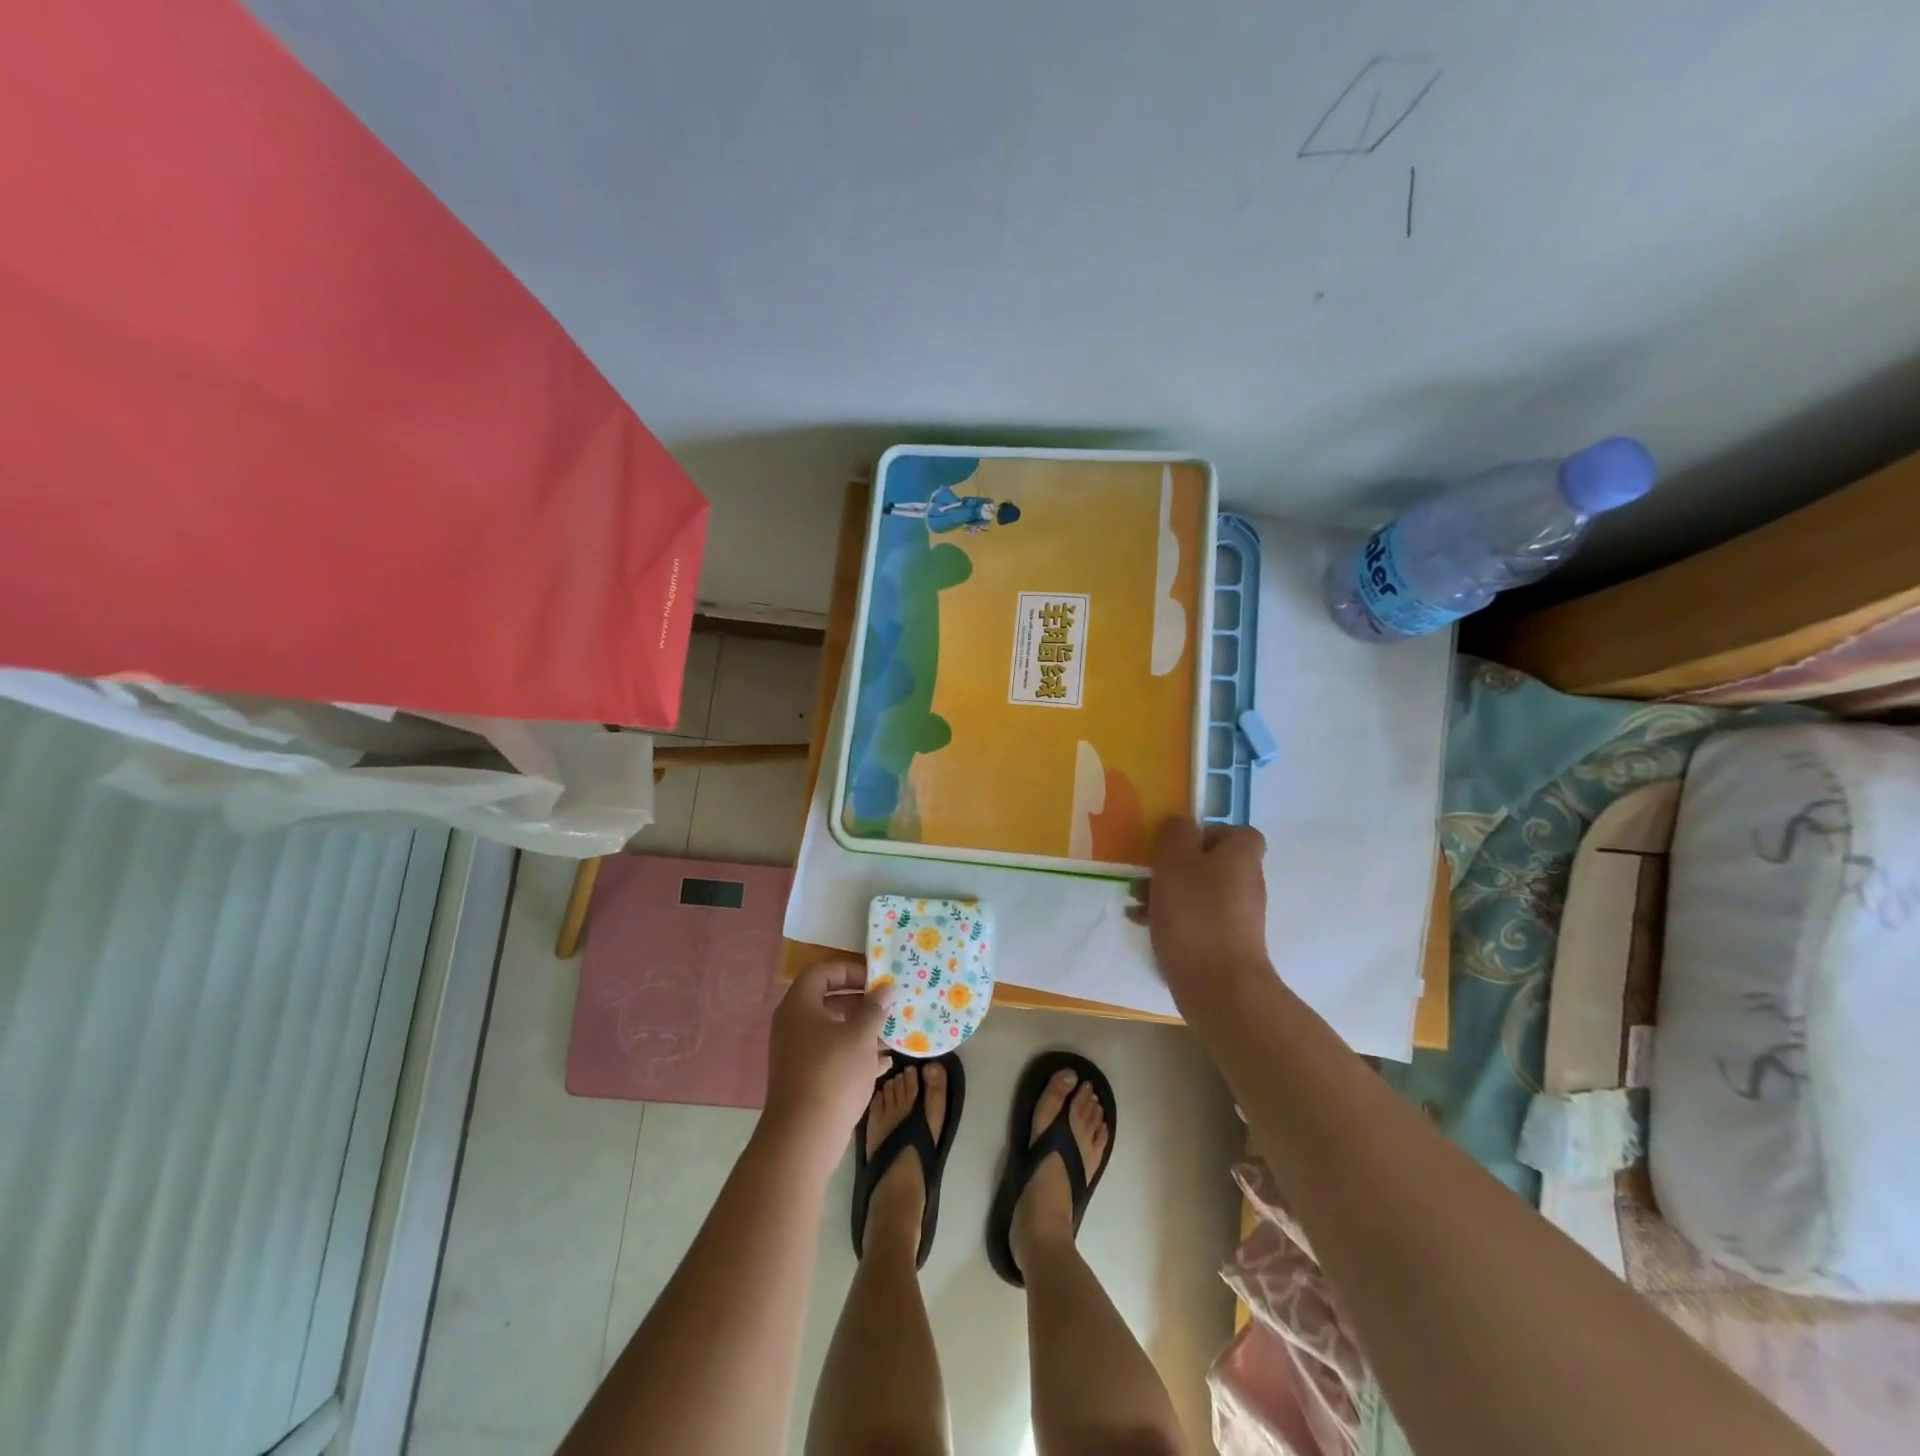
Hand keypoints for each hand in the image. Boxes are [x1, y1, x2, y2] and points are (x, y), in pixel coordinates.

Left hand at [763, 960, 890, 1158]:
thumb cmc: (832, 1073)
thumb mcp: (860, 1035)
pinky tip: (884, 1063)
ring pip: (833, 1031)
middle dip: (860, 1002)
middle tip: (887, 1005)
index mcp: (799, 1006)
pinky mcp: (806, 1079)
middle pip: (828, 1001)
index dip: (849, 971)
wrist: (804, 1136)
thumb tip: (886, 989)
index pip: (821, 972)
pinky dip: (855, 1054)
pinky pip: (832, 1056)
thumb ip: (874, 1008)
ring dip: (861, 1030)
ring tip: (892, 1034)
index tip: (876, 980)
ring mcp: (798, 1054)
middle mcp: (794, 1025)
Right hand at [1133, 816, 1271, 1014]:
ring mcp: (1238, 917)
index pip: (1236, 832)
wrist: (1217, 985)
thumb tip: (1180, 824)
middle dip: (1174, 867)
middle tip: (1146, 875)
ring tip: (1136, 904)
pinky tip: (1144, 925)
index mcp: (1241, 857)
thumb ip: (1175, 833)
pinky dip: (1172, 919)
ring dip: (1166, 893)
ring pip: (1198, 892)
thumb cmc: (1195, 913)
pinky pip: (1196, 919)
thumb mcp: (1175, 860)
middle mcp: (1246, 883)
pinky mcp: (1226, 943)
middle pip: (1210, 863)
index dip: (1207, 833)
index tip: (1178, 845)